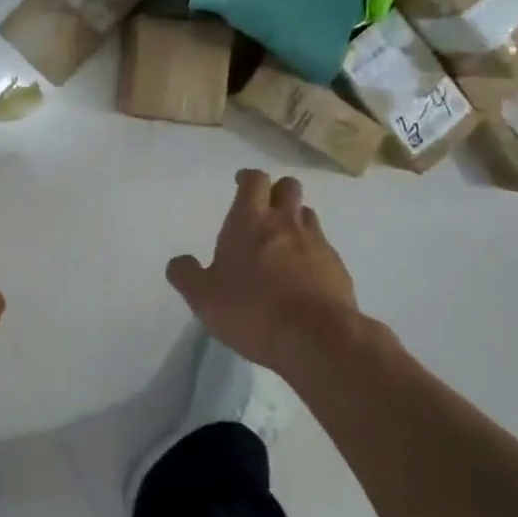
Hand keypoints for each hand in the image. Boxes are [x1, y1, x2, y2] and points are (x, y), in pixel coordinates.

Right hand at [167, 170, 359, 376]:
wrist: (317, 338)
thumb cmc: (252, 310)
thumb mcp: (203, 298)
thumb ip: (186, 275)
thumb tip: (179, 262)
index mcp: (250, 221)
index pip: (254, 180)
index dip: (248, 178)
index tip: (241, 184)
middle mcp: (286, 223)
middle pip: (288, 187)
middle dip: (276, 192)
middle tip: (263, 211)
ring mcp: (317, 243)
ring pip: (308, 216)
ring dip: (295, 221)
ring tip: (283, 245)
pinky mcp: (338, 268)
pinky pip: (324, 249)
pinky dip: (312, 255)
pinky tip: (303, 279)